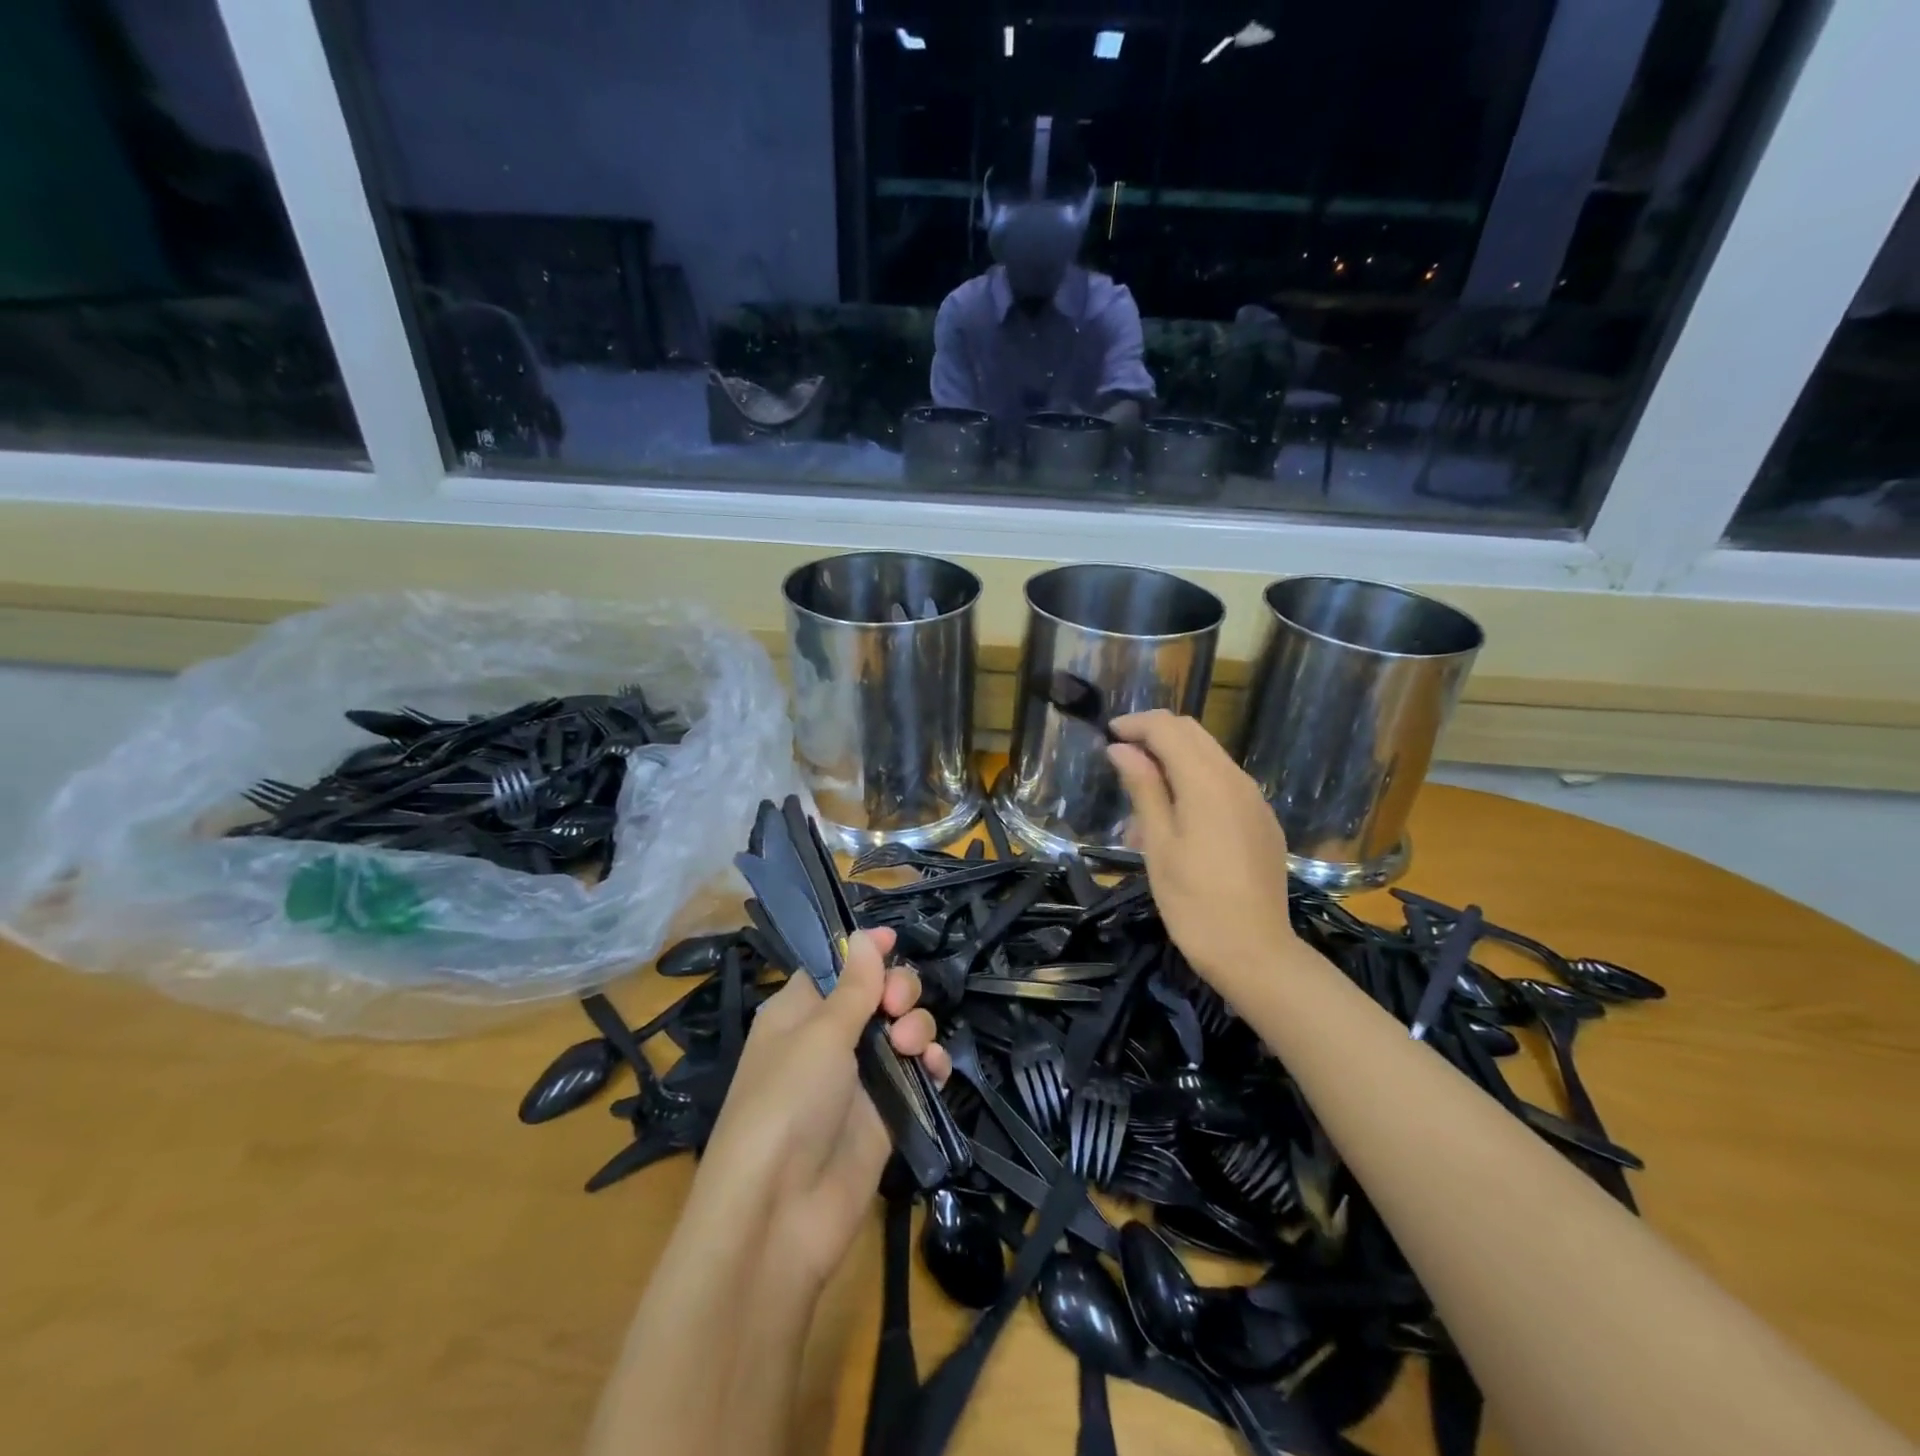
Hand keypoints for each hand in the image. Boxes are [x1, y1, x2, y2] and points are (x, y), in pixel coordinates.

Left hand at [693, 927, 949, 1295]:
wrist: (780, 1213)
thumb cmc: (788, 1102)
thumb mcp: (819, 1034)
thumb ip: (854, 985)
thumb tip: (865, 935)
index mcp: (799, 1012)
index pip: (837, 967)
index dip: (864, 951)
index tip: (893, 940)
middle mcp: (829, 1039)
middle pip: (878, 993)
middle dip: (898, 989)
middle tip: (896, 1006)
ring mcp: (860, 1077)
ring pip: (903, 1029)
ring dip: (918, 1026)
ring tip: (911, 1046)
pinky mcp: (886, 1113)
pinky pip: (917, 1072)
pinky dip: (930, 1063)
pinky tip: (934, 1068)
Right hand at [1106, 710, 1297, 986]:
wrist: (1255, 954)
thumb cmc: (1193, 902)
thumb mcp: (1158, 844)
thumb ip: (1144, 788)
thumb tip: (1121, 748)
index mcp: (1208, 782)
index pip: (1169, 729)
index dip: (1136, 724)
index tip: (1107, 734)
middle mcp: (1237, 780)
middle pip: (1194, 734)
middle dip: (1155, 735)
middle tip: (1120, 756)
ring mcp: (1255, 801)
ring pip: (1210, 758)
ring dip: (1174, 761)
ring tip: (1140, 802)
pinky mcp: (1263, 822)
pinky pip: (1225, 785)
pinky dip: (1195, 784)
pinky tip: (1175, 821)